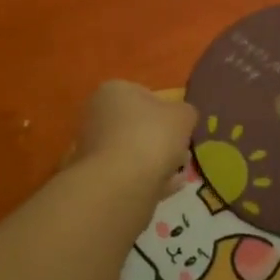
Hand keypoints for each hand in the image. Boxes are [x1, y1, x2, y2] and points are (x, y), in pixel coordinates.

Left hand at [75, 81, 197, 195]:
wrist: (121, 185)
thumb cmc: (151, 137)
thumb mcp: (183, 116)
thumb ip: (186, 113)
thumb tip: (183, 117)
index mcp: (113, 91)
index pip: (144, 94)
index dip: (167, 110)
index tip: (181, 127)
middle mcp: (97, 115)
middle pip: (138, 125)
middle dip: (161, 139)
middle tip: (182, 151)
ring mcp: (93, 148)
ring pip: (134, 152)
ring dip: (156, 161)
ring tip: (178, 173)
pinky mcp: (97, 176)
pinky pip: (129, 174)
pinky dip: (148, 179)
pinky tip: (168, 188)